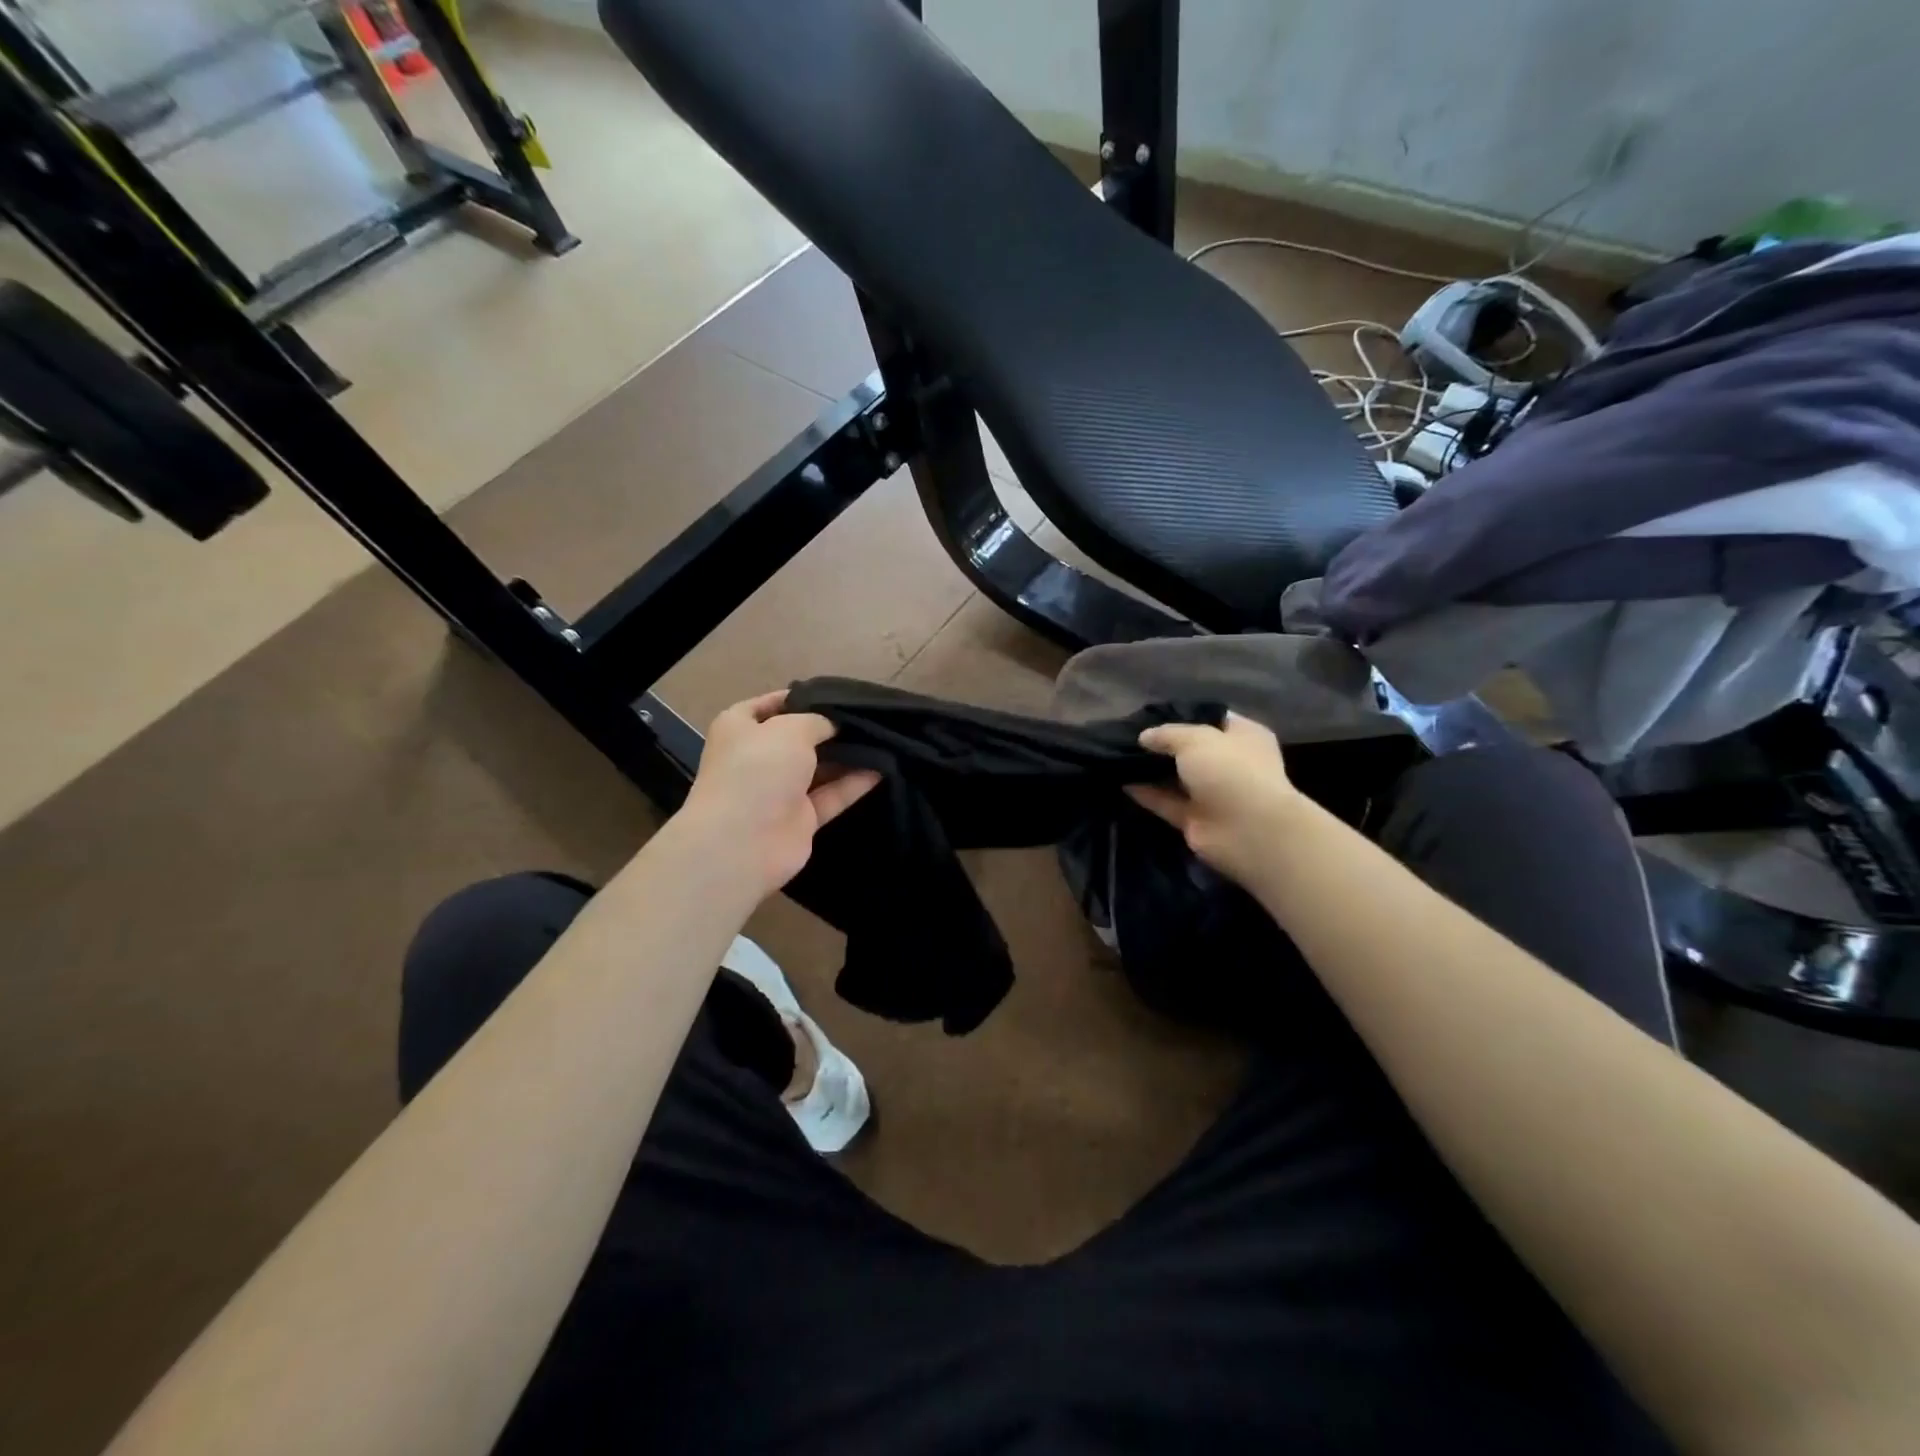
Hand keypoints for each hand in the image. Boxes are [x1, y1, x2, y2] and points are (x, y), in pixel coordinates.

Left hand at [678, 690, 879, 898]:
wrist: (743, 842)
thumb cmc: (759, 770)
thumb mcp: (790, 728)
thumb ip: (818, 720)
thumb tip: (833, 726)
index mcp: (740, 728)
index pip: (771, 704)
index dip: (802, 697)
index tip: (837, 693)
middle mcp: (758, 757)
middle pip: (799, 737)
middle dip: (830, 728)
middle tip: (869, 717)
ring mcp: (779, 790)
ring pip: (818, 767)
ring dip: (847, 756)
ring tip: (883, 739)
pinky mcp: (800, 819)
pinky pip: (832, 795)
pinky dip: (855, 783)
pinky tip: (884, 768)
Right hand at [1128, 712, 1305, 886]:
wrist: (1249, 830)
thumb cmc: (1230, 770)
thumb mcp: (1195, 739)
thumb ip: (1166, 734)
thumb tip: (1144, 737)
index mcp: (1242, 736)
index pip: (1211, 719)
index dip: (1183, 716)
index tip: (1151, 716)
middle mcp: (1230, 763)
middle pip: (1191, 750)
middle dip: (1162, 744)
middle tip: (1127, 736)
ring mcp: (1213, 793)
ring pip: (1176, 777)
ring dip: (1151, 770)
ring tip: (1118, 756)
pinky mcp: (1196, 819)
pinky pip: (1167, 802)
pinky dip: (1147, 794)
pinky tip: (1121, 781)